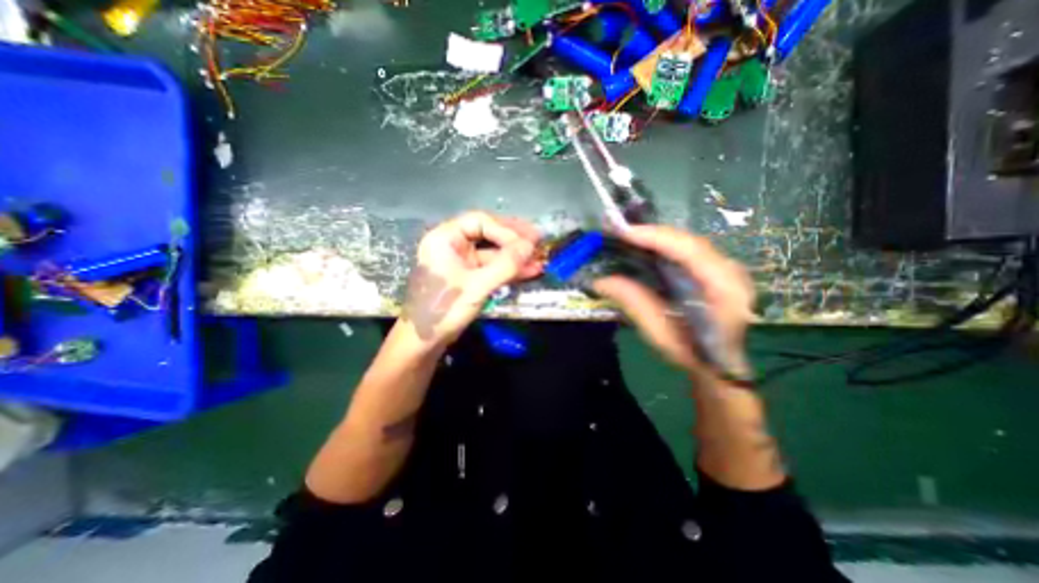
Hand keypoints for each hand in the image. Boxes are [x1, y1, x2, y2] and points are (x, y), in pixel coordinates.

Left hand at [398, 212, 543, 345]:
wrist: (422, 343)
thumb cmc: (443, 309)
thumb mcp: (477, 286)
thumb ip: (505, 265)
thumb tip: (531, 245)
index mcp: (445, 238)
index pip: (480, 222)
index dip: (506, 230)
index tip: (529, 242)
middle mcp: (452, 245)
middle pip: (488, 233)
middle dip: (514, 240)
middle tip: (539, 242)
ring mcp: (461, 262)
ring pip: (492, 252)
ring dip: (515, 257)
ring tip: (539, 259)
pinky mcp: (468, 278)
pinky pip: (491, 268)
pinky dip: (508, 270)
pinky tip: (529, 271)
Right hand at [593, 226, 756, 378]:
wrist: (722, 365)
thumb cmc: (693, 354)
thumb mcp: (661, 334)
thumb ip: (635, 303)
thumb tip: (601, 281)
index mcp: (724, 290)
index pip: (690, 251)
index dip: (656, 237)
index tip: (624, 232)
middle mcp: (731, 272)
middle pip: (688, 241)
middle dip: (652, 233)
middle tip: (619, 232)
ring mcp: (727, 268)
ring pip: (688, 243)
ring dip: (657, 238)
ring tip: (627, 237)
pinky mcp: (717, 270)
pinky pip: (688, 250)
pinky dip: (664, 246)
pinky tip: (645, 247)